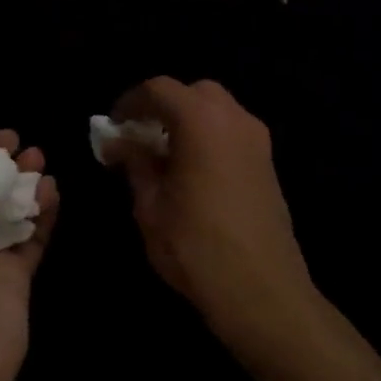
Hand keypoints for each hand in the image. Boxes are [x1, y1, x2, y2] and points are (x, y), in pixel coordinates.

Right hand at [108, 77, 314, 349]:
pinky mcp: (268, 165)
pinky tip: (191, 171)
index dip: (130, 102)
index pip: (160, 89)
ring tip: (163, 155)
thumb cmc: (195, 246)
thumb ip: (135, 163)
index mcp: (201, 121)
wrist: (261, 291)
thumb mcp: (150, 205)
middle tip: (139, 136)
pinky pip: (233, 133)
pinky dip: (209, 138)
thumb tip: (120, 142)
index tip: (112, 126)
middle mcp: (235, 120)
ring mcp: (258, 142)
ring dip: (188, 121)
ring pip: (218, 111)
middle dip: (164, 106)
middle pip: (194, 92)